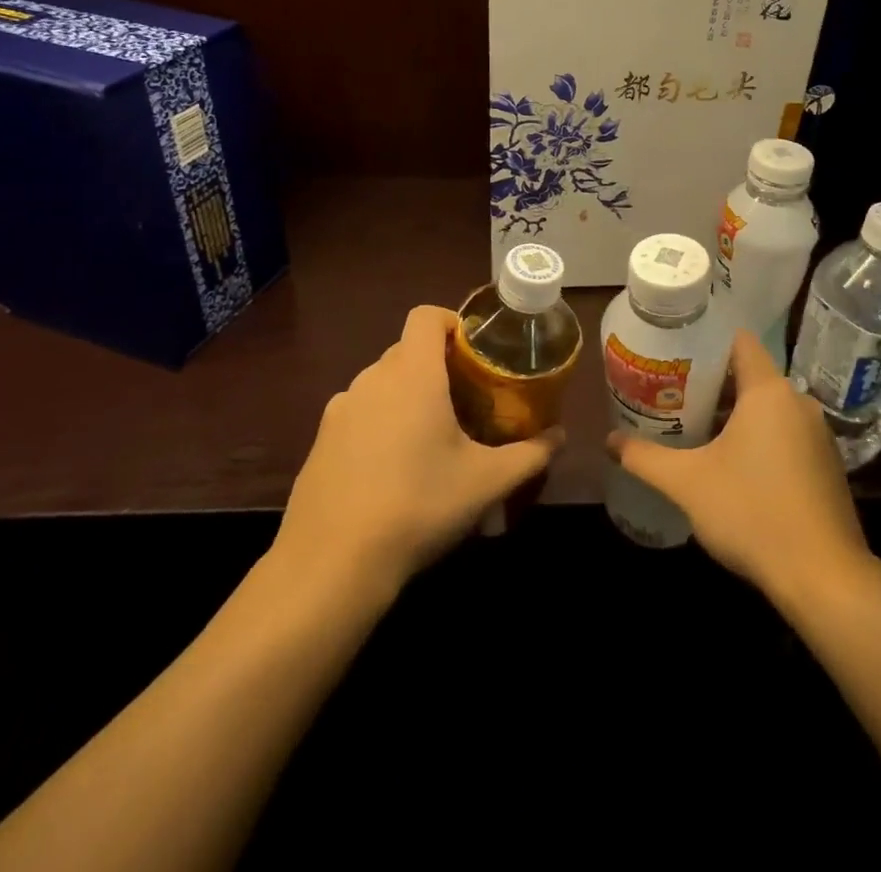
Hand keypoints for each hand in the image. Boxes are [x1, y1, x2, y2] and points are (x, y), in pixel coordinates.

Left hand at [267, 306, 561, 594]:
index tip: (475, 351)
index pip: (426, 316)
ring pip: (382, 383)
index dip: (452, 321)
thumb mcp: (487, 482)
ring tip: (432, 438)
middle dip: (438, 366)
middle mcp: (372, 380)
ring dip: (408, 396)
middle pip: (407, 350)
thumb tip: (560, 436)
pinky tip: (393, 470)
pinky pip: (359, 414)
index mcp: (412, 373)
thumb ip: (531, 454)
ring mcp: (339, 410)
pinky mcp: (320, 442)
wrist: (331, 564)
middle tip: (467, 401)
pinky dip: (380, 424)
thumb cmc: (418, 505)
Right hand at [607, 330, 867, 600]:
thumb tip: (608, 440)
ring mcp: (817, 434)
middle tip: (672, 395)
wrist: (823, 577)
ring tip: (695, 428)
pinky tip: (733, 465)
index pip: (739, 341)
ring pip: (769, 407)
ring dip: (735, 414)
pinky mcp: (826, 464)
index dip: (707, 342)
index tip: (676, 355)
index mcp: (769, 391)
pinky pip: (786, 433)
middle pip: (750, 375)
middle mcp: (798, 402)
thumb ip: (645, 457)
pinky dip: (760, 438)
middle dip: (712, 384)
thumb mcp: (687, 483)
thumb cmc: (752, 513)